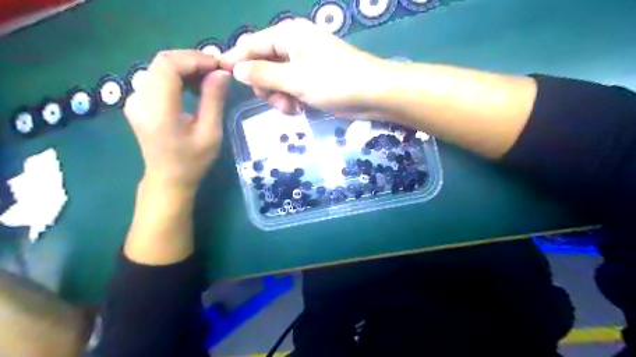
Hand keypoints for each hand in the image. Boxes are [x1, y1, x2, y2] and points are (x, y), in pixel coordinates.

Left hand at [123, 49, 230, 193]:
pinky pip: (156, 78)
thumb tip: (221, 73)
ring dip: (185, 68)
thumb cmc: (193, 161)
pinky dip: (176, 76)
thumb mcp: (210, 133)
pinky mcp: (138, 103)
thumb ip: (214, 100)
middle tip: (216, 71)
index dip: (194, 59)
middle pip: (162, 62)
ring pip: (159, 68)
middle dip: (192, 61)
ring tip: (208, 78)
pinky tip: (192, 86)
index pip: (168, 65)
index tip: (218, 65)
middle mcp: (139, 99)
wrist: (168, 180)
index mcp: (157, 109)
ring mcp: (135, 100)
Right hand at [221, 18, 393, 117]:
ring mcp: (304, 64)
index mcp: (288, 35)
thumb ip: (263, 74)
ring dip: (279, 97)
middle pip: (262, 65)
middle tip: (276, 101)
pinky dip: (291, 100)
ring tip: (292, 108)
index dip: (235, 61)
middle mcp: (294, 46)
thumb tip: (235, 69)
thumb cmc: (335, 81)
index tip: (219, 77)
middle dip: (265, 87)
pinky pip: (291, 89)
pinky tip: (299, 109)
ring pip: (276, 81)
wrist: (374, 94)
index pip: (251, 44)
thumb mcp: (296, 79)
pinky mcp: (313, 80)